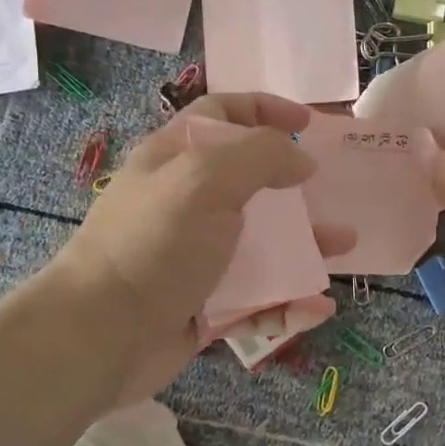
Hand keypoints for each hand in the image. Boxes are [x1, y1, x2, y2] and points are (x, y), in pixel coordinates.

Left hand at [44, 94, 355, 404]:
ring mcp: (198, 258)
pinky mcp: (207, 306)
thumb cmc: (154, 244)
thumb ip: (262, 156)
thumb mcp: (206, 179)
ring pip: (262, 243)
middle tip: (331, 192)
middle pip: (251, 183)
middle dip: (295, 186)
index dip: (266, 110)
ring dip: (305, 245)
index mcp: (177, 160)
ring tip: (343, 247)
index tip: (309, 124)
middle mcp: (187, 204)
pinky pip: (258, 298)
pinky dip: (289, 301)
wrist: (101, 336)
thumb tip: (301, 161)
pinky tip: (317, 306)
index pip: (223, 116)